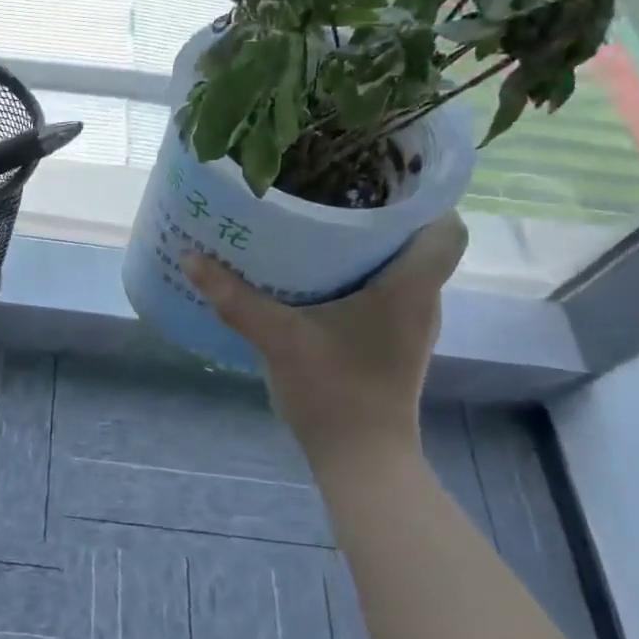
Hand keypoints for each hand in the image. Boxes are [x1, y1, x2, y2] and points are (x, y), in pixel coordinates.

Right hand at [182, 214, 467, 461]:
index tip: (378, 178)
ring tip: (318, 226)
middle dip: (381, 213)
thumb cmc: (334, 393)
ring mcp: (410, 324)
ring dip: (368, 246)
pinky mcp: (393, 342)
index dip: (423, 198)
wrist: (361, 460)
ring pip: (401, 267)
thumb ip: (234, 298)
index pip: (447, 228)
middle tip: (330, 192)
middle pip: (419, 241)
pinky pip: (386, 291)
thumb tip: (191, 257)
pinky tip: (316, 277)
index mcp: (410, 288)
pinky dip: (360, 276)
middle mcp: (421, 300)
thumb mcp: (278, 339)